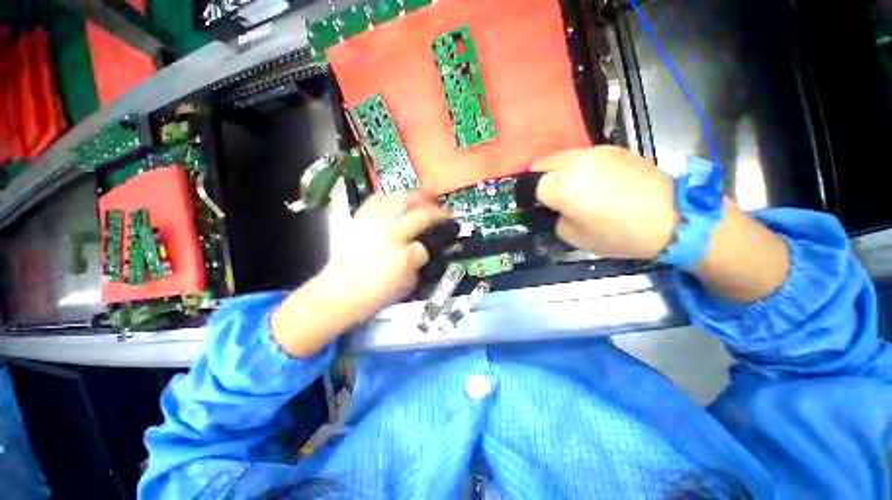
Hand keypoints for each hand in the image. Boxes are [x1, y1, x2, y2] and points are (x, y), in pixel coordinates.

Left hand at [316, 191, 450, 317]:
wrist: (338, 292)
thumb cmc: (374, 294)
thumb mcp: (406, 285)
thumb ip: (418, 264)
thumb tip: (423, 250)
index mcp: (402, 257)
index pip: (424, 248)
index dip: (429, 250)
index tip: (431, 249)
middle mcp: (389, 233)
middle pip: (419, 214)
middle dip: (437, 212)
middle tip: (446, 212)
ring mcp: (373, 222)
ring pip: (400, 198)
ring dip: (418, 196)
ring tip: (427, 197)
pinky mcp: (361, 218)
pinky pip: (378, 199)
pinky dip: (391, 197)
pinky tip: (398, 201)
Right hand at [532, 146, 679, 259]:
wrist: (673, 218)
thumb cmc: (620, 234)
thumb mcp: (576, 238)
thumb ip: (557, 220)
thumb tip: (557, 209)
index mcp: (564, 186)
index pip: (535, 187)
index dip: (538, 200)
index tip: (546, 209)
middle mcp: (576, 163)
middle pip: (543, 164)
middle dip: (542, 179)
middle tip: (553, 196)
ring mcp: (596, 152)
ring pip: (563, 156)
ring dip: (560, 171)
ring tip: (573, 187)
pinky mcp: (614, 149)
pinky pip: (584, 155)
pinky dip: (580, 166)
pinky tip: (595, 180)